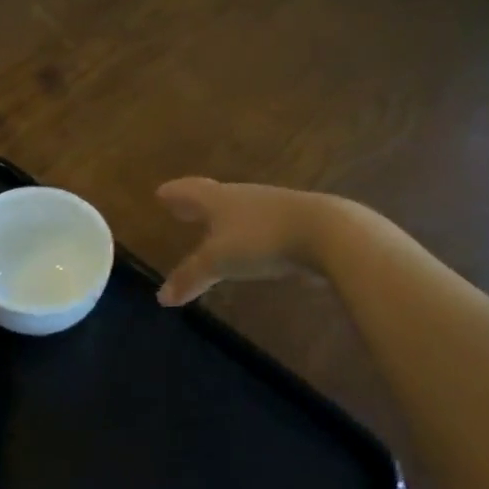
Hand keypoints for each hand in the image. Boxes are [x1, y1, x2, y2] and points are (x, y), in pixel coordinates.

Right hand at [156, 178, 332, 305]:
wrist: (327, 233)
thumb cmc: (261, 239)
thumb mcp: (219, 261)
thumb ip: (190, 277)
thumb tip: (161, 297)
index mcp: (219, 199)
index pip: (190, 191)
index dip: (175, 193)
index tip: (161, 193)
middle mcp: (243, 197)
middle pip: (213, 197)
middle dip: (195, 204)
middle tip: (181, 207)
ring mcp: (272, 208)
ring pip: (239, 210)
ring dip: (224, 218)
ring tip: (214, 228)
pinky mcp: (296, 223)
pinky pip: (261, 225)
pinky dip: (248, 232)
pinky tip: (252, 243)